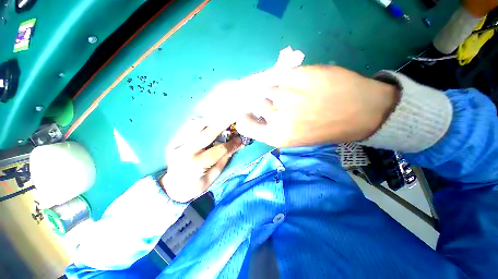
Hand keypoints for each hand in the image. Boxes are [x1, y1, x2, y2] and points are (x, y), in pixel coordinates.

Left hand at [160, 118, 241, 202]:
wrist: (172, 187)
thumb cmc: (195, 186)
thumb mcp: (212, 178)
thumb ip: (224, 160)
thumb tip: (237, 146)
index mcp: (196, 165)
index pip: (219, 150)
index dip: (232, 144)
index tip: (240, 139)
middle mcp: (185, 152)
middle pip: (208, 133)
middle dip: (224, 123)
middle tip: (234, 117)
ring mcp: (176, 144)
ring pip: (195, 124)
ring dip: (211, 120)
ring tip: (221, 119)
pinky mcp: (173, 140)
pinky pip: (188, 126)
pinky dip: (200, 121)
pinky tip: (208, 122)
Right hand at [236, 65, 398, 147]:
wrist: (360, 112)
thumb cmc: (325, 129)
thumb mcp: (295, 138)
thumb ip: (273, 128)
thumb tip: (258, 114)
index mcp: (276, 136)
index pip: (245, 126)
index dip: (244, 118)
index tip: (248, 113)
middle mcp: (277, 118)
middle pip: (256, 103)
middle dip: (265, 103)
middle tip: (279, 102)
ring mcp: (286, 95)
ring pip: (267, 88)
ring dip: (276, 90)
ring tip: (293, 92)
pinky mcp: (297, 75)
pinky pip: (279, 76)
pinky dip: (285, 79)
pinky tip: (299, 82)